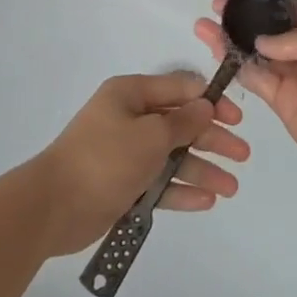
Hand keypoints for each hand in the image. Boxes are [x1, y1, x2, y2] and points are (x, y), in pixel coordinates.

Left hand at [29, 72, 249, 255]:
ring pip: (172, 156)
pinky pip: (159, 183)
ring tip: (231, 188)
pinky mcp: (123, 184)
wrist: (54, 207)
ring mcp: (125, 153)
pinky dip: (180, 190)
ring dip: (202, 169)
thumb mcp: (150, 135)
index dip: (210, 102)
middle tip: (242, 155)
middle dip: (212, 139)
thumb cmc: (105, 158)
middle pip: (179, 124)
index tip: (236, 119)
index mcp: (131, 95)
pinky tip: (206, 200)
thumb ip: (183, 122)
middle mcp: (129, 119)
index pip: (179, 89)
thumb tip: (206, 106)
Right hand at [194, 0, 296, 187]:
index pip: (294, 11)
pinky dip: (239, 69)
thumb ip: (292, 40)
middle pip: (272, 34)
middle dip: (244, 22)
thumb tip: (260, 42)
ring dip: (233, 44)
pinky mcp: (287, 106)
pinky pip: (259, 82)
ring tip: (204, 29)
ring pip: (260, 57)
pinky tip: (219, 55)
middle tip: (214, 11)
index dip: (265, 4)